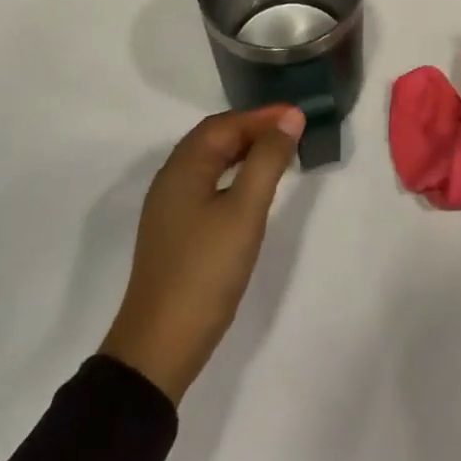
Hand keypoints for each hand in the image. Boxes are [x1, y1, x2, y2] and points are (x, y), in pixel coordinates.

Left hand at [98, 106, 303, 403]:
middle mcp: (170, 180)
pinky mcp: (175, 231)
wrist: (161, 344)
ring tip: (280, 155)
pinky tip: (252, 191)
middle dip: (253, 129)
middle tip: (293, 132)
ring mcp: (169, 208)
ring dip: (244, 151)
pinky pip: (207, 184)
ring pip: (210, 162)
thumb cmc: (206, 271)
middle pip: (214, 139)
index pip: (225, 124)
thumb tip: (290, 117)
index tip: (299, 115)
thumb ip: (268, 160)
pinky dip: (234, 174)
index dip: (262, 116)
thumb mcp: (245, 211)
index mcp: (182, 168)